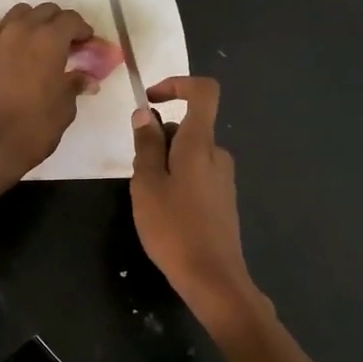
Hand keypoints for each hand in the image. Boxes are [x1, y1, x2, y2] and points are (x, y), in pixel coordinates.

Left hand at [0, 0, 100, 177]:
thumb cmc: (34, 129)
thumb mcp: (64, 108)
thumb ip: (74, 85)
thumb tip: (87, 79)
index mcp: (49, 41)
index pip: (71, 21)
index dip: (83, 30)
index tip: (87, 44)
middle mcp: (22, 30)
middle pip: (45, 12)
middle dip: (60, 23)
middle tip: (66, 43)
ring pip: (17, 13)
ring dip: (31, 19)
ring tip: (37, 34)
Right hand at [130, 77, 259, 322]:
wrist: (213, 277)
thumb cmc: (173, 228)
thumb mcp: (147, 184)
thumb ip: (146, 145)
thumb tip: (145, 114)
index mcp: (200, 144)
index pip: (204, 92)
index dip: (177, 84)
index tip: (150, 101)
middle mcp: (217, 154)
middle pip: (188, 126)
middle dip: (159, 139)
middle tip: (138, 173)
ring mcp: (224, 178)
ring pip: (189, 153)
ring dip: (165, 164)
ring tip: (149, 199)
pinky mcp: (223, 199)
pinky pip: (196, 174)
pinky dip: (177, 181)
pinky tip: (166, 213)